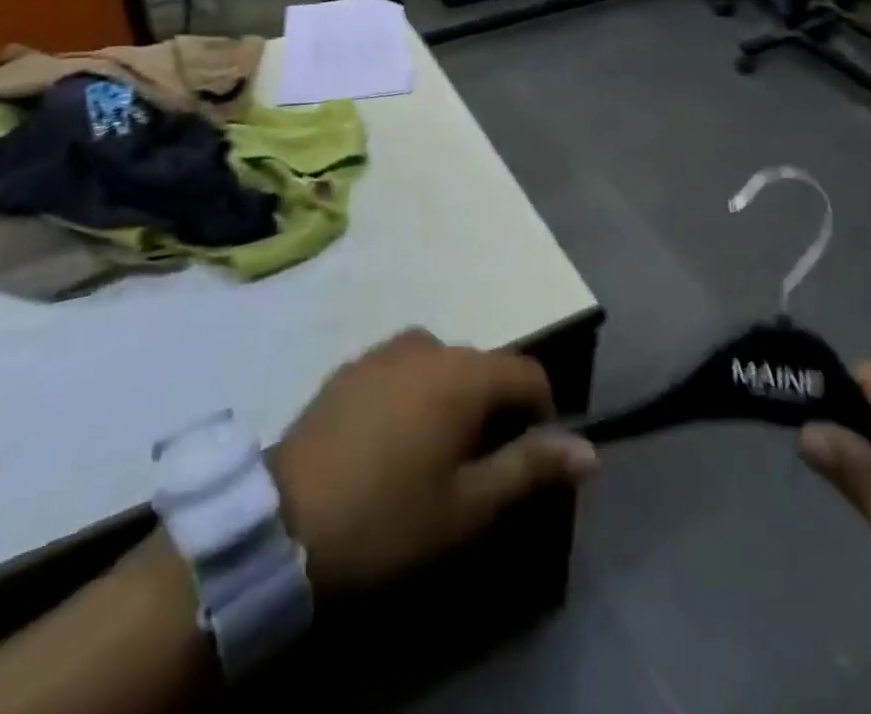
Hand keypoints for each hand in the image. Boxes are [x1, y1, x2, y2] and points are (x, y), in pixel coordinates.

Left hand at [267, 328, 596, 595]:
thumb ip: (530, 469)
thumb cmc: (387, 518)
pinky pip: (402, 369)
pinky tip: (390, 440)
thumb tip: (590, 450)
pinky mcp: (350, 367)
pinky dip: (414, 393)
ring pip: (442, 365)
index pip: (529, 373)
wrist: (280, 525)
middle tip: (476, 468)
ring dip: (452, 397)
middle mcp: (429, 345)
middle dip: (494, 408)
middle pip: (484, 367)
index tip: (527, 459)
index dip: (542, 412)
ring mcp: (384, 351)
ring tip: (433, 452)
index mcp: (464, 373)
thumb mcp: (467, 508)